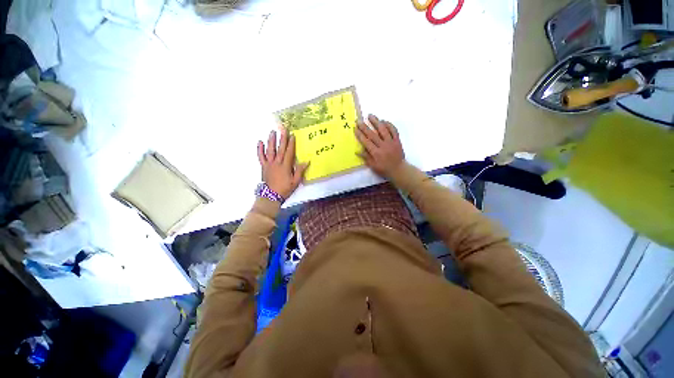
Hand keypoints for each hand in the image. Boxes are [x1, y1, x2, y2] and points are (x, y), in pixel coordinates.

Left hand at [257, 129, 308, 198]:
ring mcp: (269, 164)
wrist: (271, 196)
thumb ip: (300, 171)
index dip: (291, 144)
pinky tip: (260, 142)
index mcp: (285, 166)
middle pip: (280, 149)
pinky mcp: (263, 166)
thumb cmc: (285, 189)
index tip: (292, 135)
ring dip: (271, 141)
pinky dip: (259, 149)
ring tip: (272, 132)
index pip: (289, 152)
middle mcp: (277, 163)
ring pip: (270, 150)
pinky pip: (260, 156)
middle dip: (282, 138)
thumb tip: (307, 161)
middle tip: (283, 128)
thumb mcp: (295, 182)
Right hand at [355, 114, 404, 177]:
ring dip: (376, 122)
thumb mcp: (373, 166)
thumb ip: (366, 157)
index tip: (355, 128)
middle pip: (372, 134)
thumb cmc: (384, 168)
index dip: (360, 135)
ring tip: (370, 115)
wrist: (398, 169)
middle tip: (359, 120)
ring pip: (383, 130)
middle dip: (365, 127)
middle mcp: (383, 146)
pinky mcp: (397, 140)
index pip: (366, 142)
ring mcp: (391, 142)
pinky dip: (389, 125)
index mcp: (376, 153)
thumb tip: (357, 151)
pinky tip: (384, 121)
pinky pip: (394, 130)